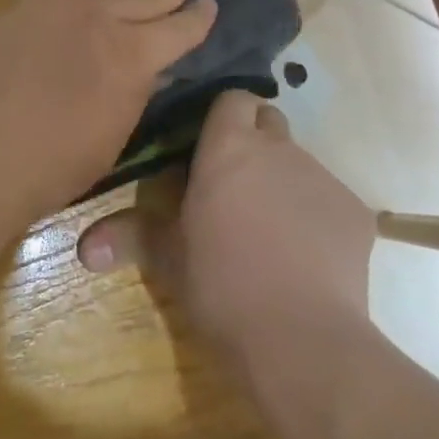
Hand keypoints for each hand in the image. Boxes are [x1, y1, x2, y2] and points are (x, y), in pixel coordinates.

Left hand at [0, 0, 216, 215]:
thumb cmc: (57, 160)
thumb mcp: (115, 133)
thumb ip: (136, 91)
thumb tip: (152, 67)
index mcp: (136, 56)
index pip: (180, 30)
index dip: (198, 17)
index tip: (210, 2)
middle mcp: (106, 19)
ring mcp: (64, 4)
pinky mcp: (29, 1)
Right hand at [75, 89, 376, 363]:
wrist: (302, 340)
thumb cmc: (222, 284)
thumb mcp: (168, 259)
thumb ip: (128, 238)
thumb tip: (82, 248)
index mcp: (229, 147)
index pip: (233, 98)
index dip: (223, 117)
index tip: (209, 145)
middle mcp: (278, 148)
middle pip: (268, 122)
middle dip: (254, 141)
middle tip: (234, 182)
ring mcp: (322, 177)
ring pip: (298, 162)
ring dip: (282, 180)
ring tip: (270, 229)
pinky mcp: (356, 212)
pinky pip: (329, 199)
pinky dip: (315, 215)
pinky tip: (306, 257)